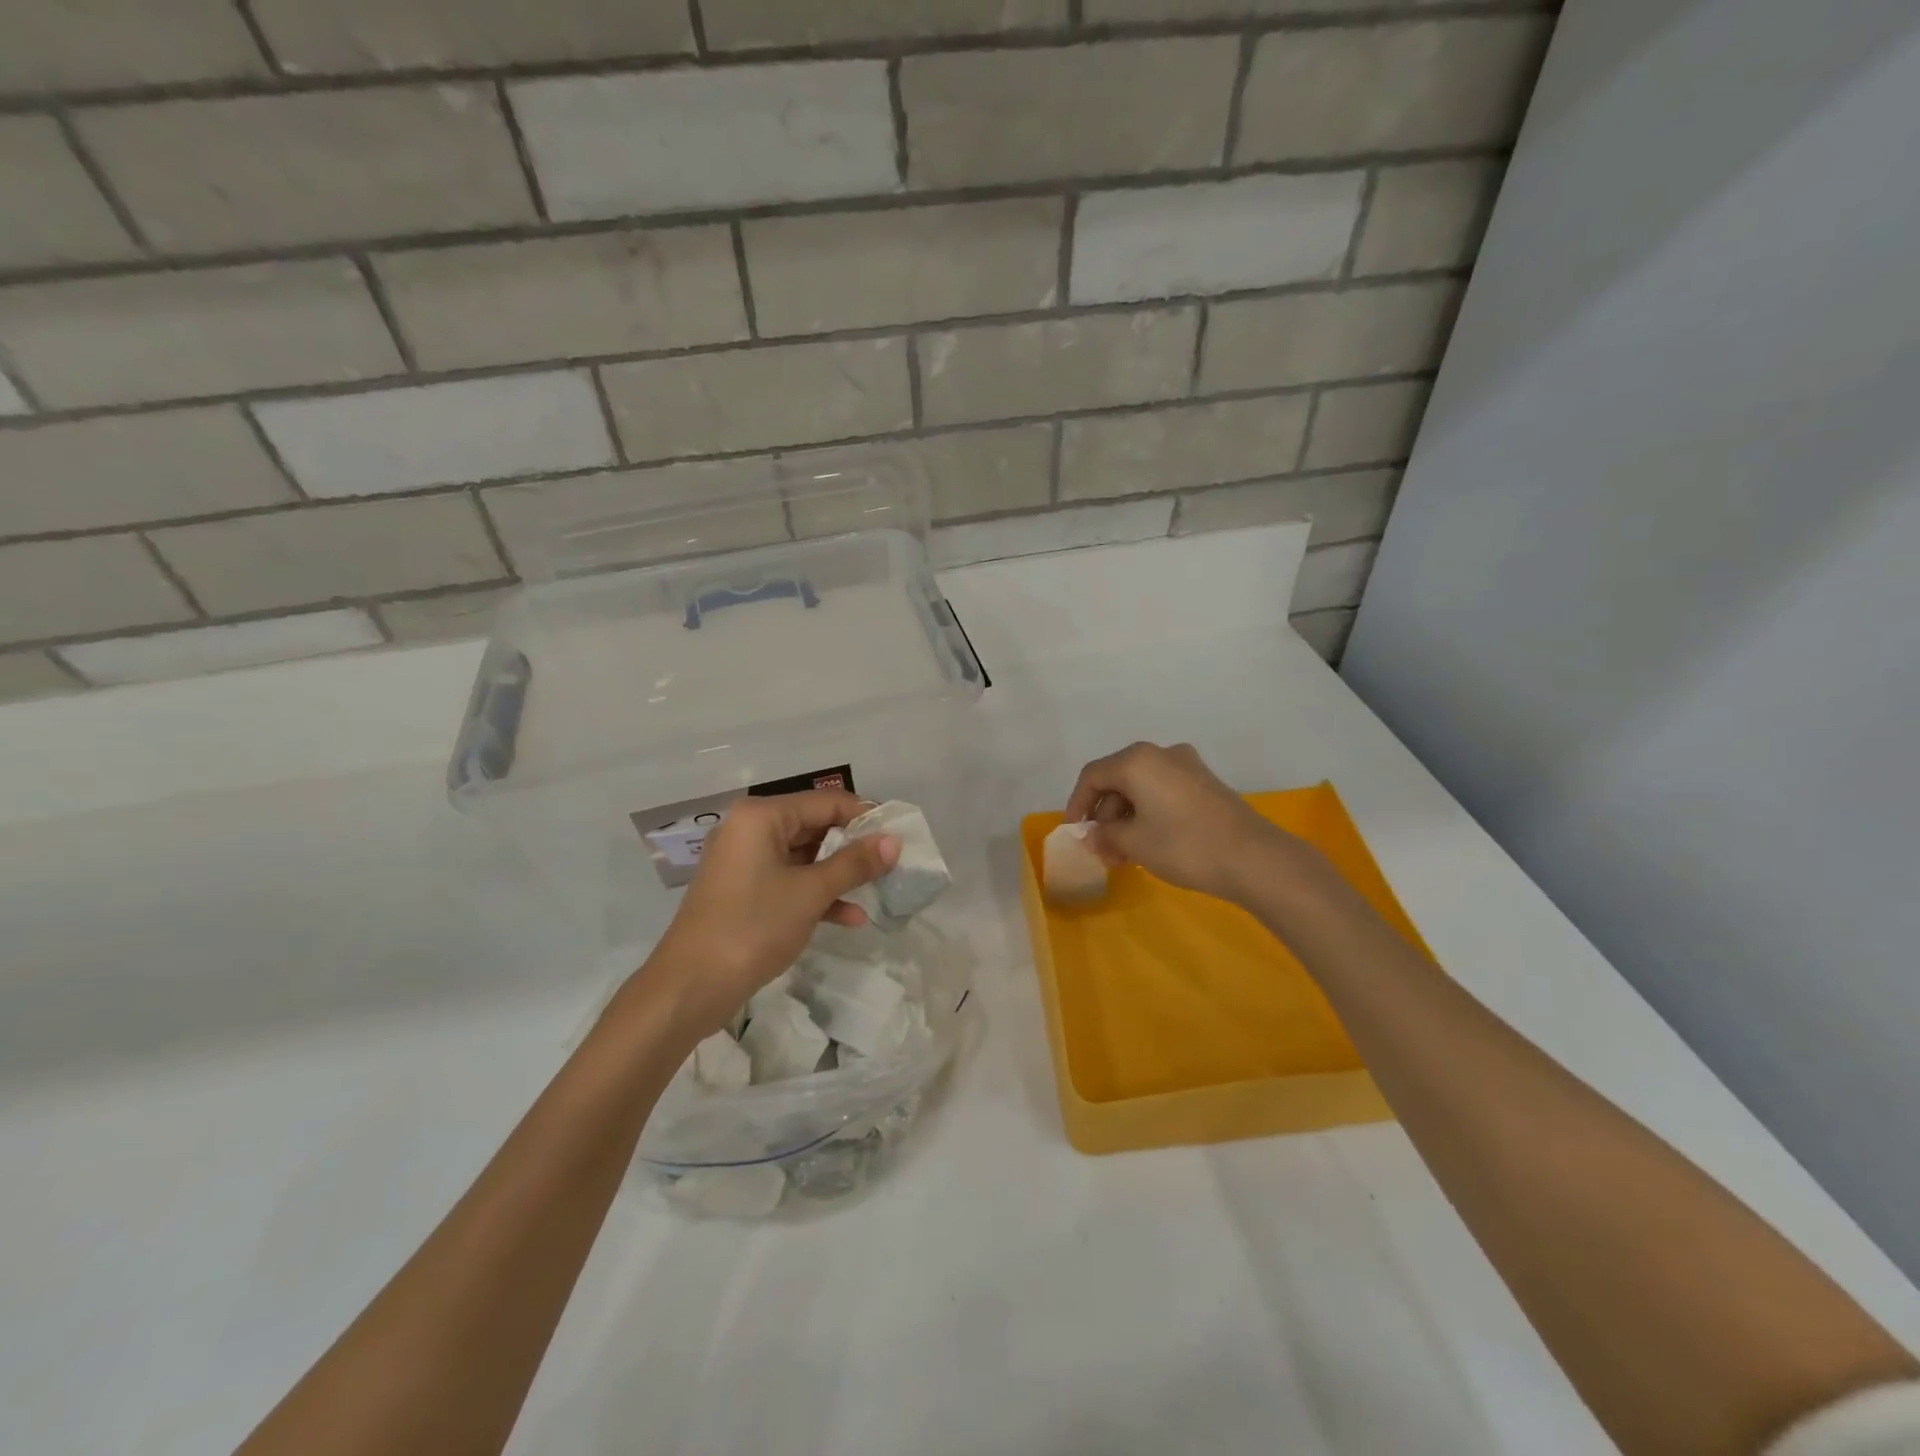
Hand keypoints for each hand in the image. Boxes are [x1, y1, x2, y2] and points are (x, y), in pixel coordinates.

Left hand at [646, 791, 898, 1036]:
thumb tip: (894, 842)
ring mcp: (745, 861)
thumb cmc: (753, 927)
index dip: (865, 817)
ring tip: (879, 888)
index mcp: (762, 816)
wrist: (690, 987)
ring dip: (838, 873)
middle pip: (815, 826)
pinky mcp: (744, 890)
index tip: (899, 835)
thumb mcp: (810, 893)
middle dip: (853, 847)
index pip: (826, 803)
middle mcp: (751, 829)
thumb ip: (854, 863)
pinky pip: (789, 880)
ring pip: (804, 856)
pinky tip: (850, 917)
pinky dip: (816, 893)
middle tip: (893, 863)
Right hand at [1065, 742, 1291, 902]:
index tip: (1074, 832)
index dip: (1077, 804)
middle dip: (1104, 815)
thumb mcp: (1134, 842)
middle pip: (1117, 780)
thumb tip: (1091, 835)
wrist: (1254, 858)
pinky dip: (1148, 814)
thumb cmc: (1183, 845)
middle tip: (1101, 849)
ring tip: (1123, 854)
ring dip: (1125, 818)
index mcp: (1137, 760)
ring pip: (1141, 788)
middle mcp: (1161, 754)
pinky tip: (1148, 843)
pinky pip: (1163, 792)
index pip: (1092, 776)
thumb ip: (1104, 835)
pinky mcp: (1205, 784)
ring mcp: (1187, 767)